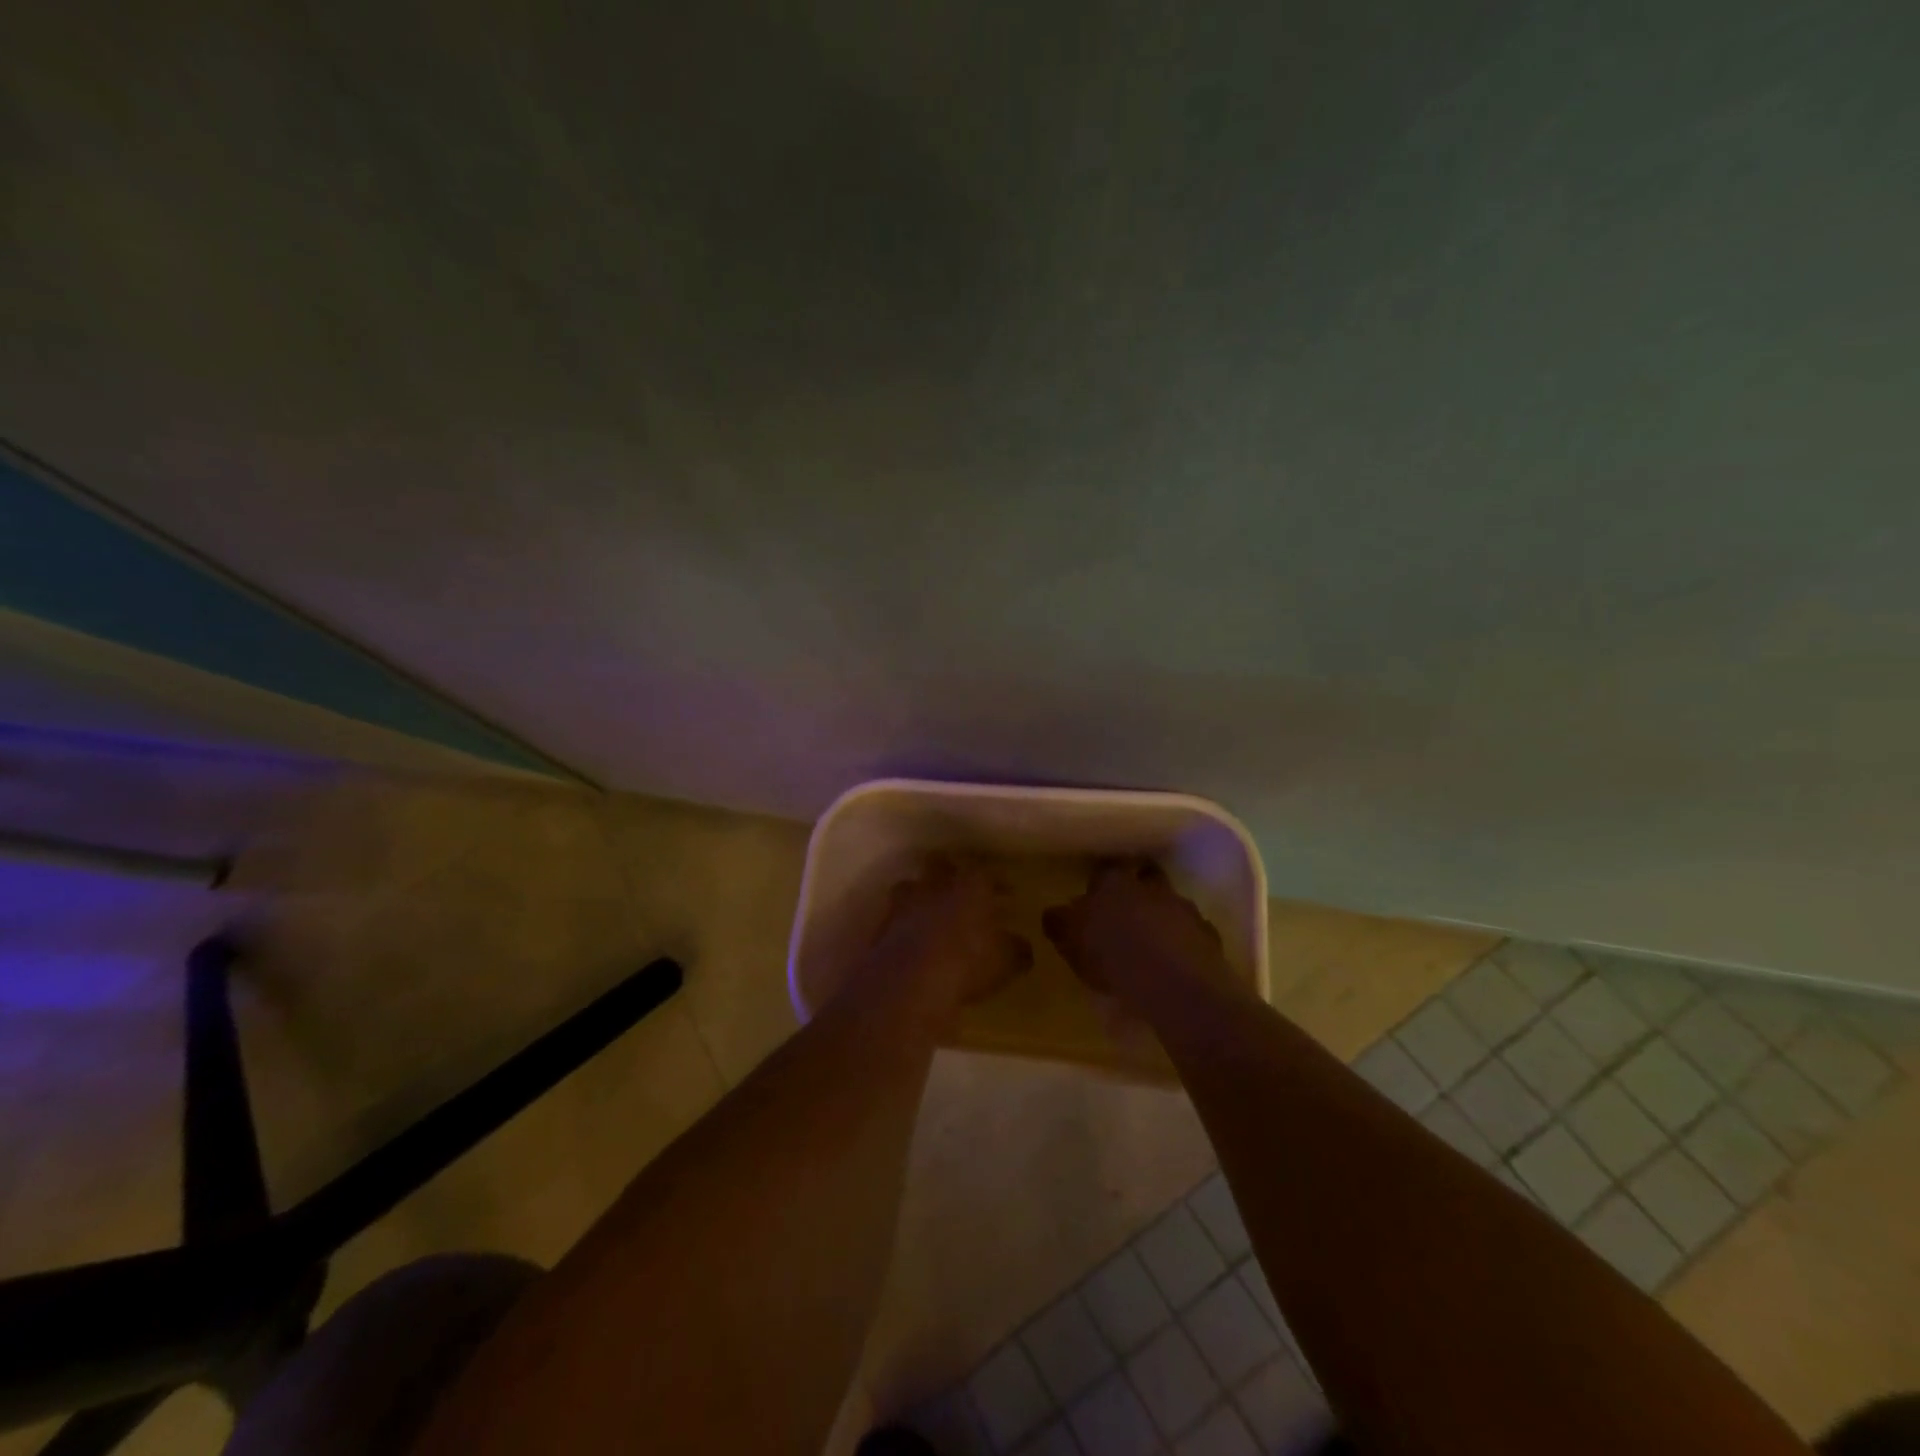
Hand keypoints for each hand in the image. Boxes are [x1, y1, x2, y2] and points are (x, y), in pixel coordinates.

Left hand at [867, 860, 1031, 1013]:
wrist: (908, 985)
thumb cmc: (966, 965)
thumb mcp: (1004, 962)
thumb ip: (1015, 950)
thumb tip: (1022, 946)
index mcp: (968, 887)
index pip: (985, 873)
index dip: (996, 881)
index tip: (1007, 892)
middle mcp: (934, 887)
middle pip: (938, 864)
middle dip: (949, 871)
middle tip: (960, 886)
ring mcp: (903, 905)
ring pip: (910, 886)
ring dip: (919, 895)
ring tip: (928, 910)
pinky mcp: (881, 928)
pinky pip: (893, 918)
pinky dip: (902, 925)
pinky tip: (909, 939)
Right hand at [1043, 860, 1237, 1006]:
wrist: (1175, 985)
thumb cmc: (1113, 957)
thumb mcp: (1070, 942)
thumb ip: (1060, 924)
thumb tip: (1054, 913)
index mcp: (1113, 883)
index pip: (1105, 869)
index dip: (1100, 881)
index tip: (1094, 894)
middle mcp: (1151, 888)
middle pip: (1145, 877)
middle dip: (1137, 890)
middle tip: (1125, 912)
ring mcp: (1184, 910)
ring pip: (1171, 904)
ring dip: (1162, 916)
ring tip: (1152, 942)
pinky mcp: (1208, 937)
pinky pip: (1192, 934)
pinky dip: (1183, 943)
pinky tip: (1174, 963)